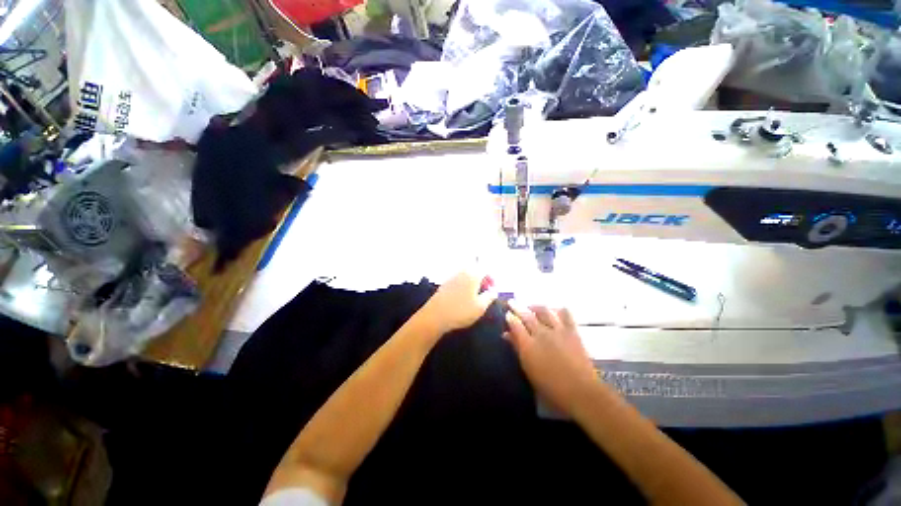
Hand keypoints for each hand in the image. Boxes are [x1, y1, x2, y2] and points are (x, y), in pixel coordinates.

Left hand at [418, 271, 495, 334]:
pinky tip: (464, 297)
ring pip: (466, 274)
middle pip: (475, 269)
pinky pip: (459, 279)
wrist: (435, 316)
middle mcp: (462, 272)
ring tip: (475, 296)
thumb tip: (494, 291)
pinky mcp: (445, 283)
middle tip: (485, 291)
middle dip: (482, 278)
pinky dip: (464, 284)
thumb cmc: (461, 311)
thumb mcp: (480, 307)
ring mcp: (452, 277)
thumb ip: (490, 297)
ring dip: (473, 281)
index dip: (492, 278)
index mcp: (473, 275)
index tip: (493, 290)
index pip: (485, 269)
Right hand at [505, 303, 598, 415]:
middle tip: (512, 302)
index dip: (509, 317)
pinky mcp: (572, 331)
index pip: (515, 324)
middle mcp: (541, 333)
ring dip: (535, 307)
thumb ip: (517, 349)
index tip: (507, 313)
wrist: (581, 392)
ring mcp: (557, 330)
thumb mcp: (529, 369)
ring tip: (531, 306)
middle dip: (517, 307)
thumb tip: (506, 335)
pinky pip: (565, 315)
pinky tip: (556, 310)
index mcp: (528, 345)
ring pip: (544, 311)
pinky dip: (559, 310)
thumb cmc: (551, 387)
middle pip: (526, 315)